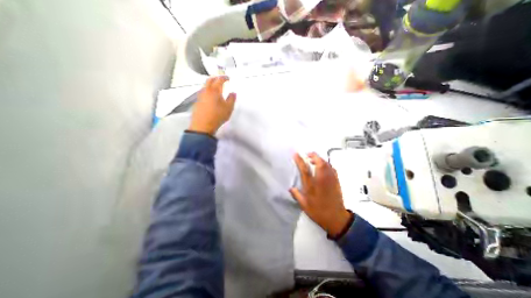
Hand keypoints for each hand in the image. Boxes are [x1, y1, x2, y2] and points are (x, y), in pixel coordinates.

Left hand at [187, 74, 234, 134]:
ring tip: (215, 86)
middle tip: (221, 79)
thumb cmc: (217, 116)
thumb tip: (233, 93)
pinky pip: (202, 92)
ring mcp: (200, 96)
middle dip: (216, 78)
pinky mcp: (197, 101)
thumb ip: (232, 99)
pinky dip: (207, 90)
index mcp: (215, 90)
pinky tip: (210, 95)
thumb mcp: (228, 108)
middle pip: (210, 80)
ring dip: (210, 83)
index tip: (228, 78)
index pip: (220, 80)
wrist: (203, 125)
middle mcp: (206, 91)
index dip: (224, 77)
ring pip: (205, 85)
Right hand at [288, 154, 351, 237]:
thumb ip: (297, 195)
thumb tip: (290, 188)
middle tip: (308, 154)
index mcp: (312, 185)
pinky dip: (327, 164)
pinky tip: (324, 166)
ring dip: (320, 159)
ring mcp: (331, 180)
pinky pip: (332, 168)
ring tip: (314, 159)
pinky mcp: (336, 181)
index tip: (296, 153)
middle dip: (314, 156)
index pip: (305, 169)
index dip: (300, 160)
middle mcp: (322, 180)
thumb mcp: (304, 205)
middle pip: (319, 163)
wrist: (336, 219)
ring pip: (326, 164)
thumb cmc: (318, 212)